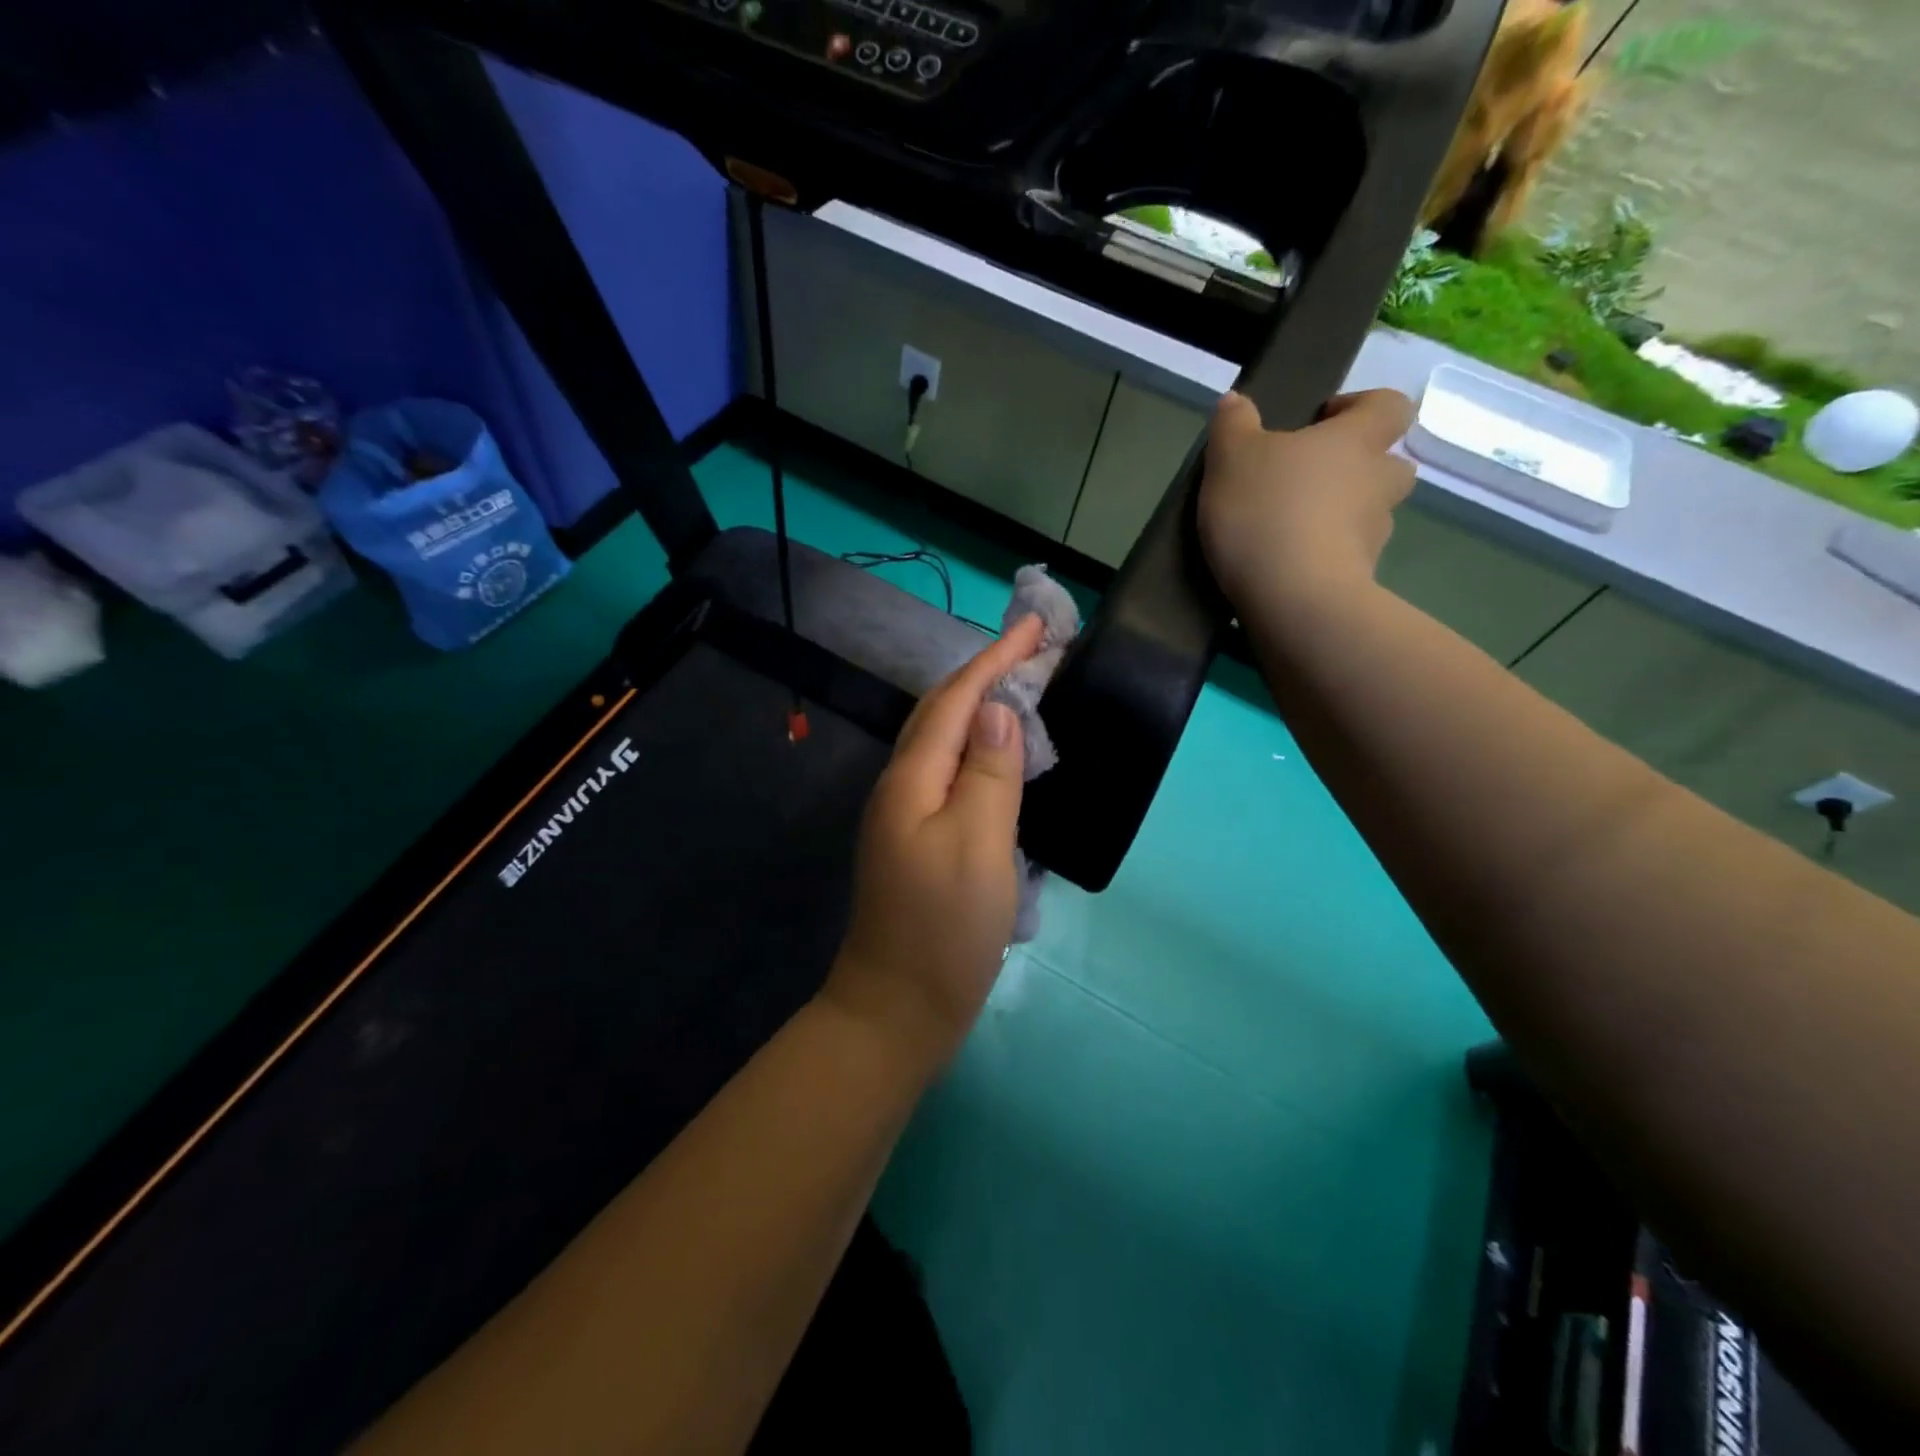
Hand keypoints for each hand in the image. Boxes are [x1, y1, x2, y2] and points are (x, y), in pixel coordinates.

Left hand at [822, 614, 1044, 1071]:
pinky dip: (978, 748)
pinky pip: (949, 773)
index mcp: (911, 779)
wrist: (896, 1011)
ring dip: (982, 706)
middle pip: (942, 711)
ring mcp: (905, 815)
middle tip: (1036, 649)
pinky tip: (1001, 754)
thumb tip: (997, 709)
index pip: (957, 699)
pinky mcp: (918, 841)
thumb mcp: (977, 845)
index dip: (996, 658)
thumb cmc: (944, 931)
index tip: (1037, 625)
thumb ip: (987, 772)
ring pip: (944, 740)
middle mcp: (901, 787)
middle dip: (987, 672)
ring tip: (1024, 686)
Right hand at [1198, 389, 1416, 613]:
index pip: (1388, 406)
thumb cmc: (1264, 511)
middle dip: (1360, 468)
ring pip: (1371, 514)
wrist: (1292, 597)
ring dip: (1344, 516)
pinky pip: (1349, 557)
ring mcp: (1374, 534)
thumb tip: (1236, 400)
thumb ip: (1233, 425)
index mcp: (1355, 441)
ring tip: (1295, 530)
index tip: (1322, 421)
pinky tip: (1289, 567)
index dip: (1361, 406)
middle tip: (1313, 481)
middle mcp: (1377, 482)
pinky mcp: (1360, 578)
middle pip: (1390, 464)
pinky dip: (1328, 557)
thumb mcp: (1230, 459)